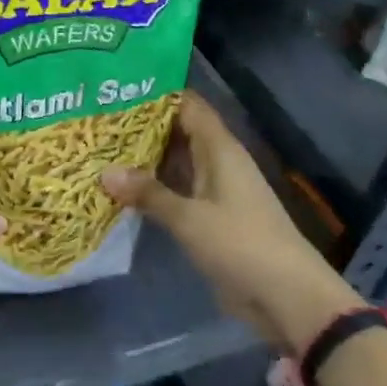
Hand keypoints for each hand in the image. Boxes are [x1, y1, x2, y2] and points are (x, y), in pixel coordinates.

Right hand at [102, 92, 359, 349]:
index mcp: (220, 149)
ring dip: (145, 158)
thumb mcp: (189, 218)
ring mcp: (215, 191)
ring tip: (101, 149)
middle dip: (142, 126)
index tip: (118, 89)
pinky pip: (177, 191)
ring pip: (176, 163)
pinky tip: (122, 189)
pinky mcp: (211, 217)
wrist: (287, 297)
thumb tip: (104, 171)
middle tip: (98, 120)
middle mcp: (218, 162)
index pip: (188, 106)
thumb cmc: (241, 244)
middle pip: (178, 132)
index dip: (157, 94)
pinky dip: (153, 187)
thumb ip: (148, 193)